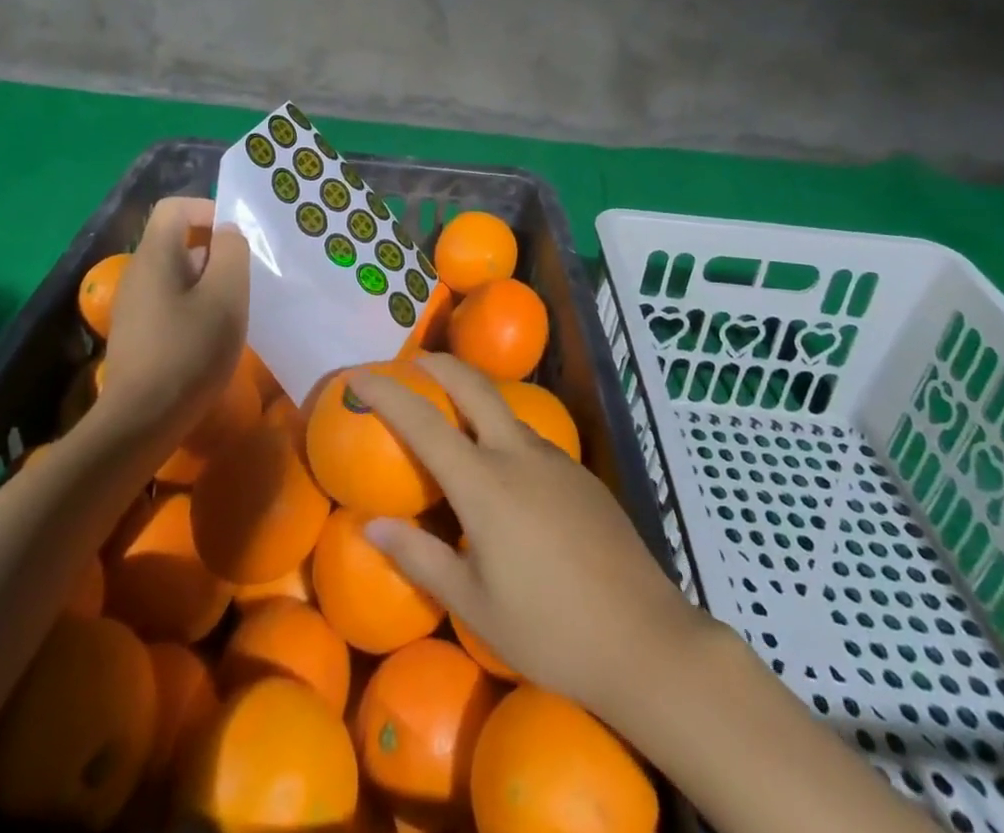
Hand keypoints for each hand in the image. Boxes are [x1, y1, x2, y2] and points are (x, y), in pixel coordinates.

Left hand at [92, 197, 249, 442]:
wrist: (140, 422)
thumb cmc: (189, 350)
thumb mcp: (226, 296)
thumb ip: (232, 253)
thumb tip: (228, 233)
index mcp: (155, 255)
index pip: (176, 207)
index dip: (209, 211)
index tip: (237, 242)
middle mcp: (138, 273)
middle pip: (178, 241)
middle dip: (215, 252)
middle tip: (243, 280)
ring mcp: (133, 305)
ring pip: (176, 274)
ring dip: (208, 283)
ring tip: (232, 311)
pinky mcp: (136, 334)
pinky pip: (169, 302)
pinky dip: (194, 308)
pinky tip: (211, 338)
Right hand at [352, 354, 704, 722]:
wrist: (646, 640)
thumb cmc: (549, 630)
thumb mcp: (474, 604)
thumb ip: (419, 558)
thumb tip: (372, 526)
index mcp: (484, 483)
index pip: (423, 422)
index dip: (386, 392)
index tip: (357, 375)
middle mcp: (518, 453)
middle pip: (472, 385)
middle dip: (437, 364)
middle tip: (411, 364)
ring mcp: (555, 459)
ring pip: (505, 410)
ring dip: (473, 397)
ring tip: (452, 418)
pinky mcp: (581, 474)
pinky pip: (530, 439)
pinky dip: (501, 433)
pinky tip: (503, 473)